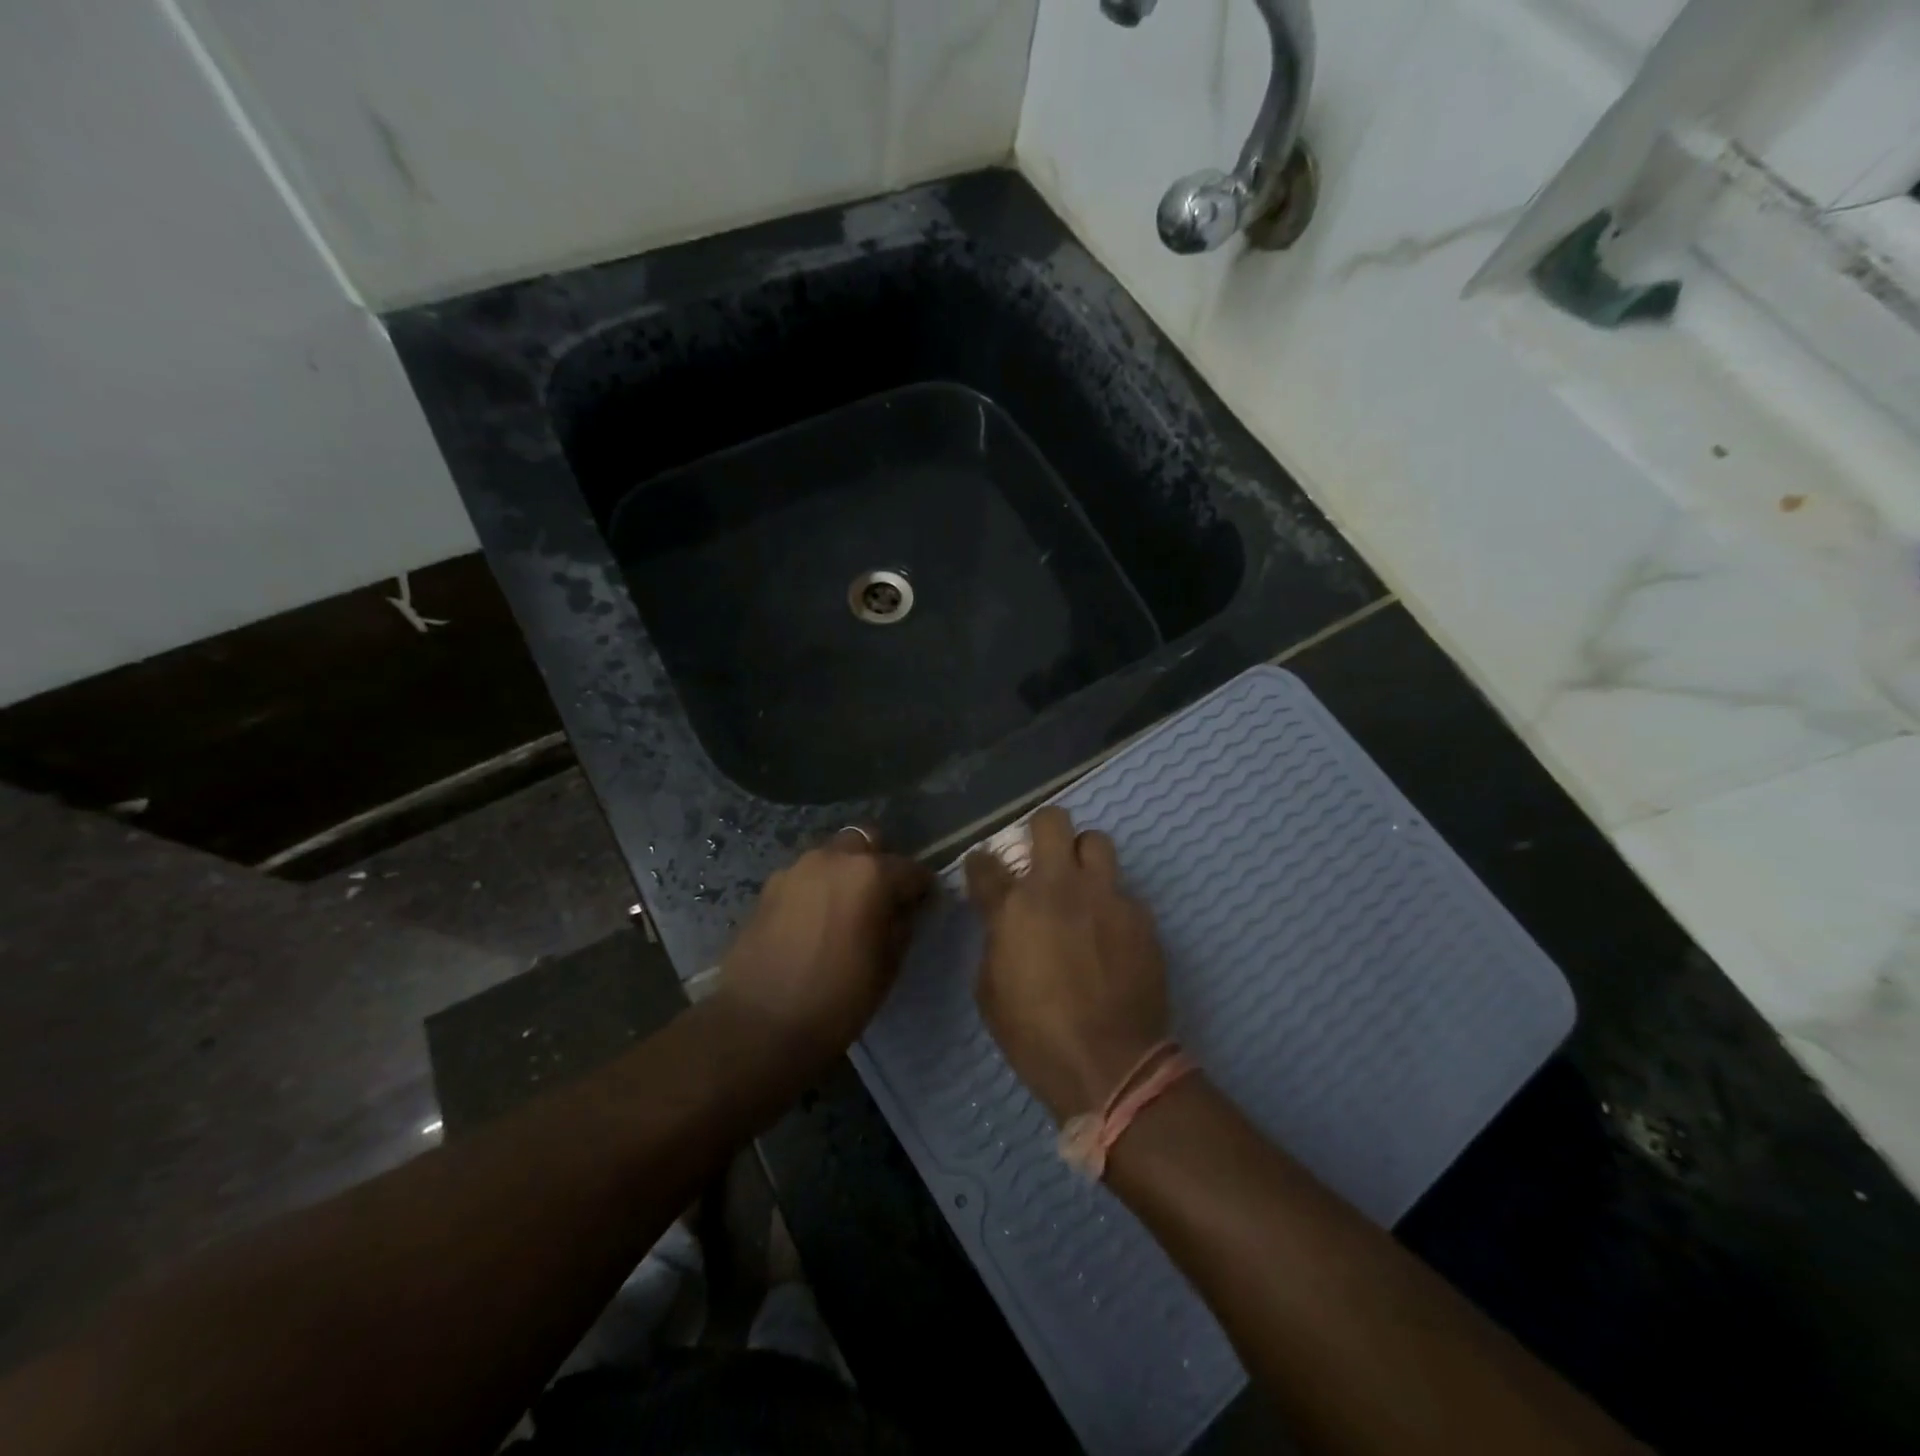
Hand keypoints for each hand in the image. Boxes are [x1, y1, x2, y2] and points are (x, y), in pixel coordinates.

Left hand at [718, 827, 933, 1064]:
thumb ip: (902, 924)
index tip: (923, 908)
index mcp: (871, 874)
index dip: (922, 889)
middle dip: (880, 863)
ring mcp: (796, 869)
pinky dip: (816, 889)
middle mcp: (833, 859)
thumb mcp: (888, 965)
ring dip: (845, 873)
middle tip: (882, 900)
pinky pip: (805, 877)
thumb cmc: (837, 998)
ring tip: (845, 911)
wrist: (759, 1024)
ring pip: (832, 855)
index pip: (912, 869)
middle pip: (867, 842)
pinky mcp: (768, 888)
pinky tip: (814, 922)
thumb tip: (905, 908)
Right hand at [965, 807, 1169, 1122]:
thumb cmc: (1035, 1035)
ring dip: (1084, 856)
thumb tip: (1004, 923)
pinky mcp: (1140, 915)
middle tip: (1042, 858)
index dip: (981, 863)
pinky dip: (1112, 905)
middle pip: (1052, 821)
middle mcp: (1060, 886)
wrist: (1109, 1063)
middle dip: (1042, 831)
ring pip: (1097, 841)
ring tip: (1082, 886)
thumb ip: (995, 941)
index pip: (986, 862)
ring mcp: (1105, 896)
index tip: (985, 872)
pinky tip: (1111, 937)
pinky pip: (1123, 892)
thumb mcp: (990, 990)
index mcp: (1014, 906)